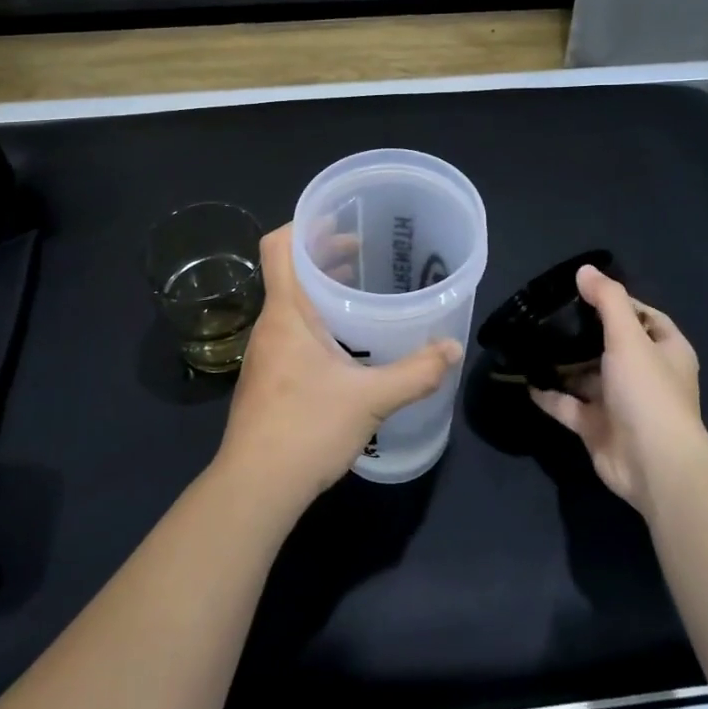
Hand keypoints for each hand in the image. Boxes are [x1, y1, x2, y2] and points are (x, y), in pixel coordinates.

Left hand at [215, 224, 460, 515]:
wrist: (255, 488)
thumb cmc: (306, 429)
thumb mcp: (371, 398)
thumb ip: (416, 372)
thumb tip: (452, 349)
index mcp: (287, 313)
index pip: (279, 246)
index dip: (305, 224)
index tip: (340, 220)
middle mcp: (271, 324)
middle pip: (290, 270)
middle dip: (324, 254)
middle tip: (364, 250)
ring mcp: (266, 352)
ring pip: (292, 301)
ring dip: (322, 288)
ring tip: (360, 288)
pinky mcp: (269, 377)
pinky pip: (292, 329)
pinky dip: (317, 318)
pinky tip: (347, 341)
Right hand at [531, 265, 707, 515]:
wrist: (654, 466)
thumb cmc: (648, 392)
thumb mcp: (629, 337)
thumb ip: (607, 301)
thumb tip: (584, 270)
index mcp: (665, 350)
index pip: (643, 316)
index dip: (616, 302)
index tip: (582, 291)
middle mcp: (645, 374)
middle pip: (610, 345)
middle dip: (581, 332)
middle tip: (547, 314)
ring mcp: (620, 403)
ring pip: (586, 376)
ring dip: (562, 363)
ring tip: (530, 341)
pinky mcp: (598, 427)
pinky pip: (569, 406)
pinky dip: (550, 395)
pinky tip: (525, 380)